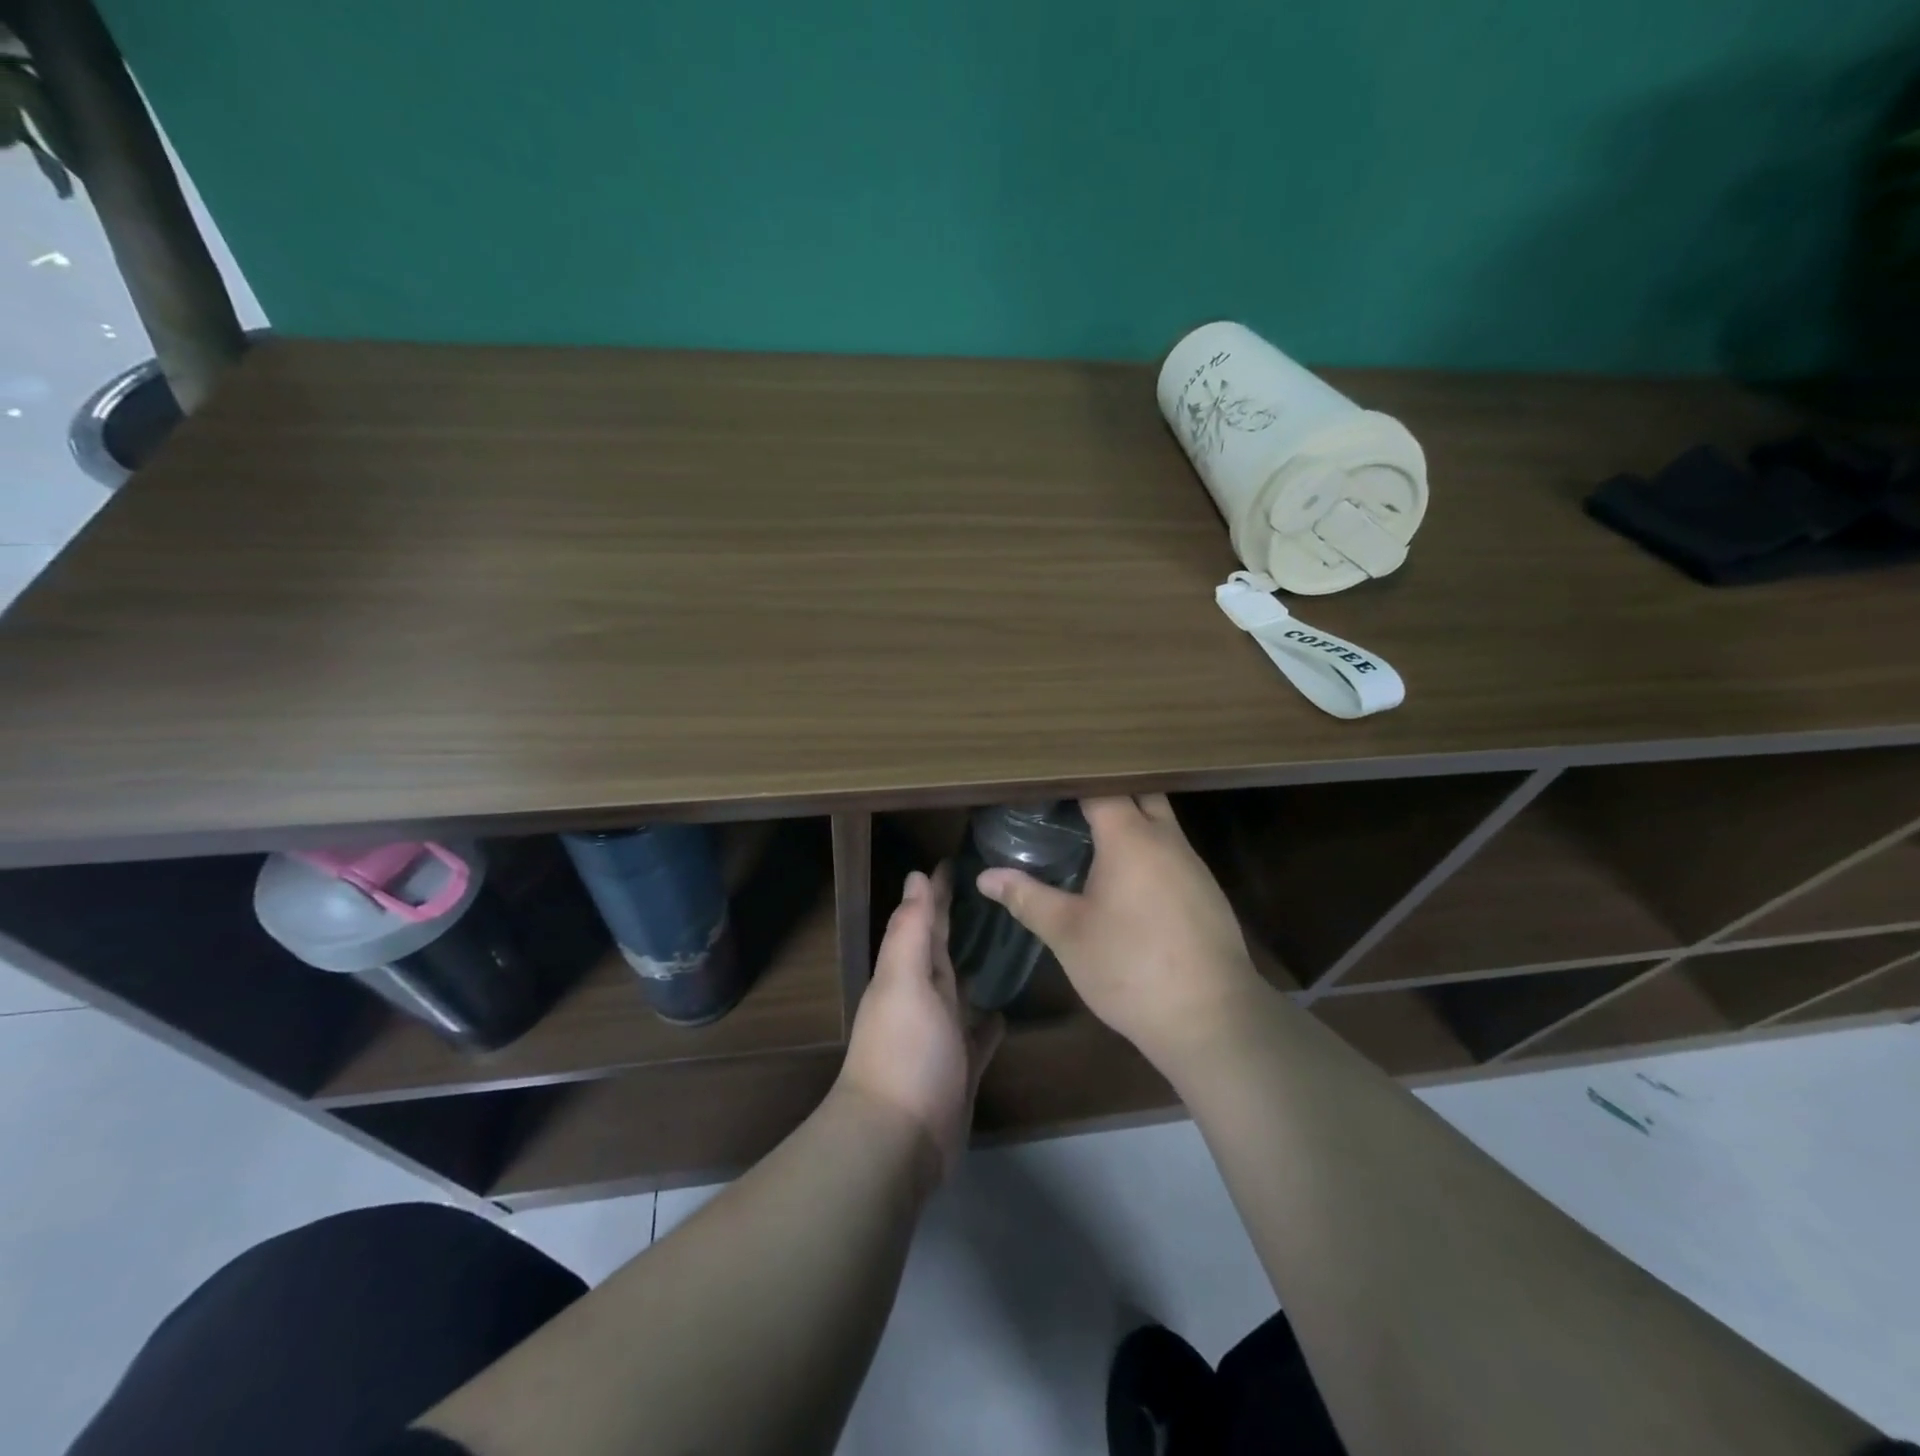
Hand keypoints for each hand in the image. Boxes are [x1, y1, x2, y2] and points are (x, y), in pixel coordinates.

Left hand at [838, 866, 1003, 1189]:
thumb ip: (911, 931)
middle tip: (990, 893)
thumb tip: (915, 876)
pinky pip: (977, 1037)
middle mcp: (923, 999)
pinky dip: (988, 1022)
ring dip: (975, 968)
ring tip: (1006, 943)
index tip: (954, 861)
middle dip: (958, 922)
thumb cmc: (904, 1051)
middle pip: (943, 951)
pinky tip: (1004, 1010)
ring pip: (961, 991)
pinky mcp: (961, 1070)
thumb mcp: (904, 982)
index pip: (926, 921)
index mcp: (909, 974)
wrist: (898, 1140)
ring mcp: (942, 1036)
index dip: (936, 892)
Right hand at [977, 795, 1265, 1072]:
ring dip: (1130, 820)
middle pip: (1138, 792)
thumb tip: (985, 877)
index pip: (1100, 785)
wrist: (1211, 1018)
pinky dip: (1148, 849)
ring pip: (1160, 822)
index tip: (1043, 784)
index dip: (1071, 780)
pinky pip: (1172, 851)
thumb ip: (1027, 898)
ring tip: (1089, 834)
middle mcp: (1166, 838)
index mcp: (1130, 837)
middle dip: (1105, 791)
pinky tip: (1127, 878)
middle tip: (1066, 804)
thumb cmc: (1130, 967)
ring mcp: (1193, 864)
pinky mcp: (1206, 891)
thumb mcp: (1068, 934)